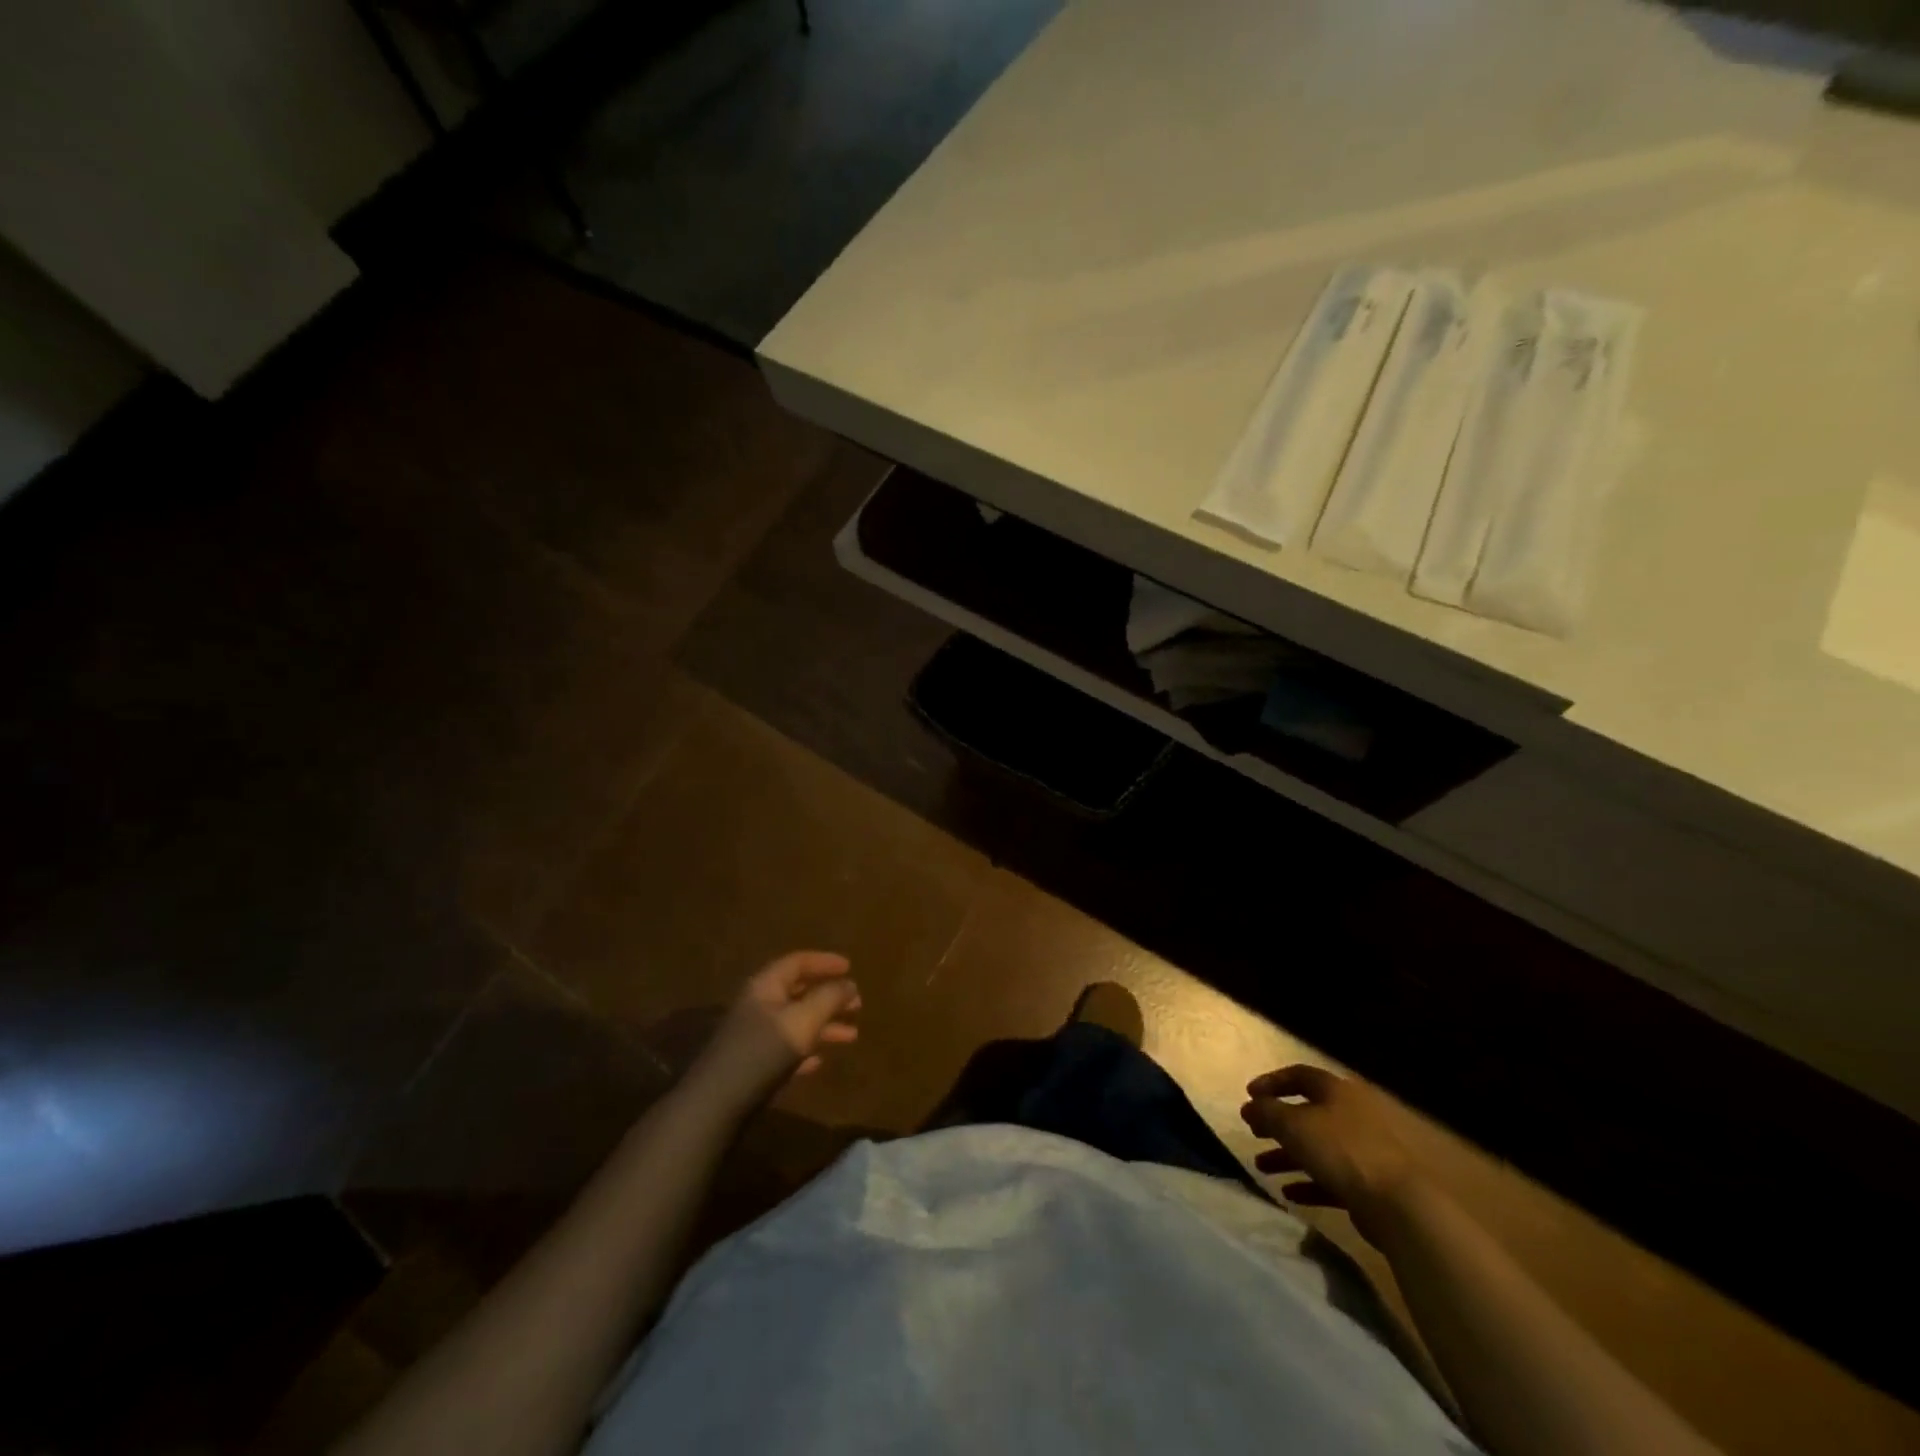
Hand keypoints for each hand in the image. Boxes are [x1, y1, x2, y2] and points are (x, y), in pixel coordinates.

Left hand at [689, 952, 861, 1108]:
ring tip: (851, 1036)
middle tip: (857, 1004)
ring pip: (796, 1022)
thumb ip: (829, 998)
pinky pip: (786, 1049)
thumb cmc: (763, 1051)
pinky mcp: (753, 1065)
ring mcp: (754, 1036)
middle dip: (829, 997)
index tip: (850, 967)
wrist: (717, 1103)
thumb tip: (849, 984)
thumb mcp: (803, 1020)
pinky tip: (820, 1062)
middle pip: (799, 992)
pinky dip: (806, 1050)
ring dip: (824, 1026)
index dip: (825, 962)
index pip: (798, 962)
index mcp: (766, 986)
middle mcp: (759, 1006)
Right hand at [1241, 1065, 1420, 1242]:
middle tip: (1253, 1132)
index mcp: (1337, 1091)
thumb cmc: (1341, 1150)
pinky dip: (1309, 1182)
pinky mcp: (1370, 1184)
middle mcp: (1353, 1114)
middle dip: (1277, 1123)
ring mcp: (1365, 1150)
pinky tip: (1289, 1194)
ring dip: (1287, 1156)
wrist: (1400, 1204)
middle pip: (1307, 1113)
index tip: (1248, 1096)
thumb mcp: (1293, 1125)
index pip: (1299, 1075)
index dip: (1271, 1082)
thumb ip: (1266, 1112)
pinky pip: (1332, 1178)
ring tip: (1262, 1167)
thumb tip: (1250, 1106)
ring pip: (1318, 1148)